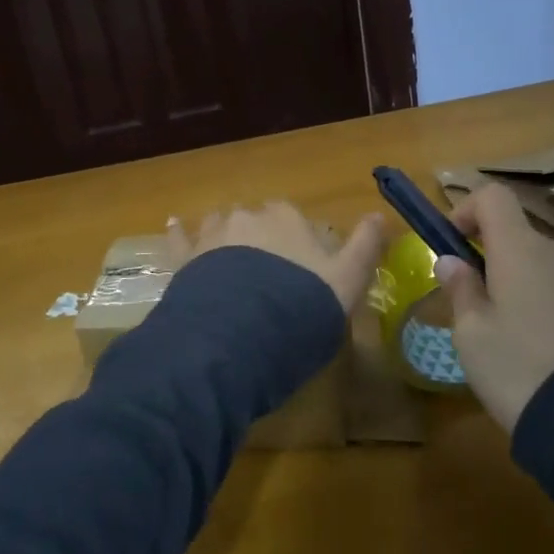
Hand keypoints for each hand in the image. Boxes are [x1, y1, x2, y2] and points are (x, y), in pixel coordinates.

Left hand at [167, 201, 387, 314]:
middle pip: (257, 219)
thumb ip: (364, 247)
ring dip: (227, 234)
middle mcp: (249, 217)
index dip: (299, 241)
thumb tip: (379, 215)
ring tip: (231, 259)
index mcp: (288, 218)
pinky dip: (180, 232)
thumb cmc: (301, 307)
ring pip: (222, 223)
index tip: (303, 268)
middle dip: (262, 236)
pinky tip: (174, 224)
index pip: (295, 217)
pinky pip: (181, 238)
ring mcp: (213, 235)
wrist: (239, 337)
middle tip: (268, 272)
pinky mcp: (185, 259)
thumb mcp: (348, 282)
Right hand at [434, 183, 553, 431]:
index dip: (467, 210)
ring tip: (518, 341)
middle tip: (480, 309)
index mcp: (521, 249)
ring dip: (528, 289)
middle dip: (495, 262)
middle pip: (521, 238)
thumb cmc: (521, 369)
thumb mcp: (472, 335)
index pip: (493, 197)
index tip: (453, 244)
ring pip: (549, 270)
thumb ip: (461, 290)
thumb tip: (452, 261)